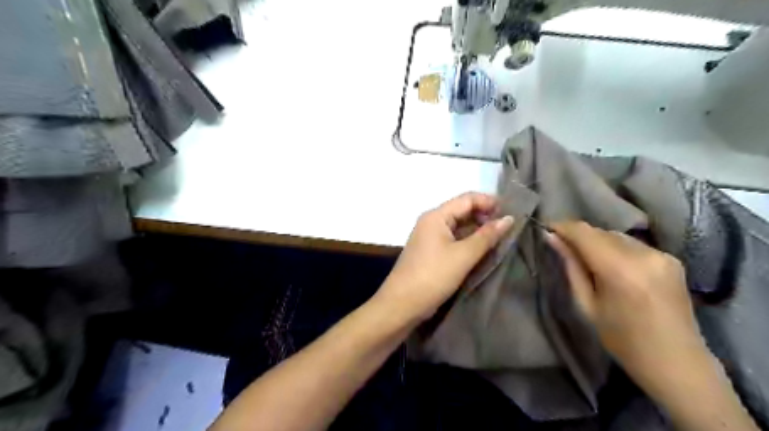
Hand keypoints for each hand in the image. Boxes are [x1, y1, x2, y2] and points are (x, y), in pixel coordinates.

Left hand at [376, 192, 512, 322]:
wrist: (402, 304)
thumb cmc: (433, 276)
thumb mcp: (463, 255)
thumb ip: (486, 236)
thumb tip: (509, 218)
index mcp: (436, 216)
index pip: (467, 199)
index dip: (489, 202)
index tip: (512, 212)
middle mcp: (432, 222)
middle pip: (462, 211)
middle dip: (485, 217)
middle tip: (509, 228)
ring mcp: (430, 238)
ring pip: (459, 227)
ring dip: (479, 231)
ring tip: (502, 239)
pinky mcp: (431, 252)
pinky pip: (454, 240)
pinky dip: (469, 243)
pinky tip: (484, 251)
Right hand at [547, 222, 708, 393]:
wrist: (677, 362)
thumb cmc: (622, 340)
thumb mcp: (587, 305)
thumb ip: (571, 267)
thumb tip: (551, 238)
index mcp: (620, 270)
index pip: (584, 233)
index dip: (562, 227)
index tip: (546, 228)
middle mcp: (644, 255)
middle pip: (600, 232)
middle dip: (578, 235)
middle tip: (561, 245)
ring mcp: (662, 254)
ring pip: (616, 236)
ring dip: (597, 241)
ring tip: (585, 257)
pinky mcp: (672, 259)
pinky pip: (633, 244)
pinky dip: (616, 248)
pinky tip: (612, 265)